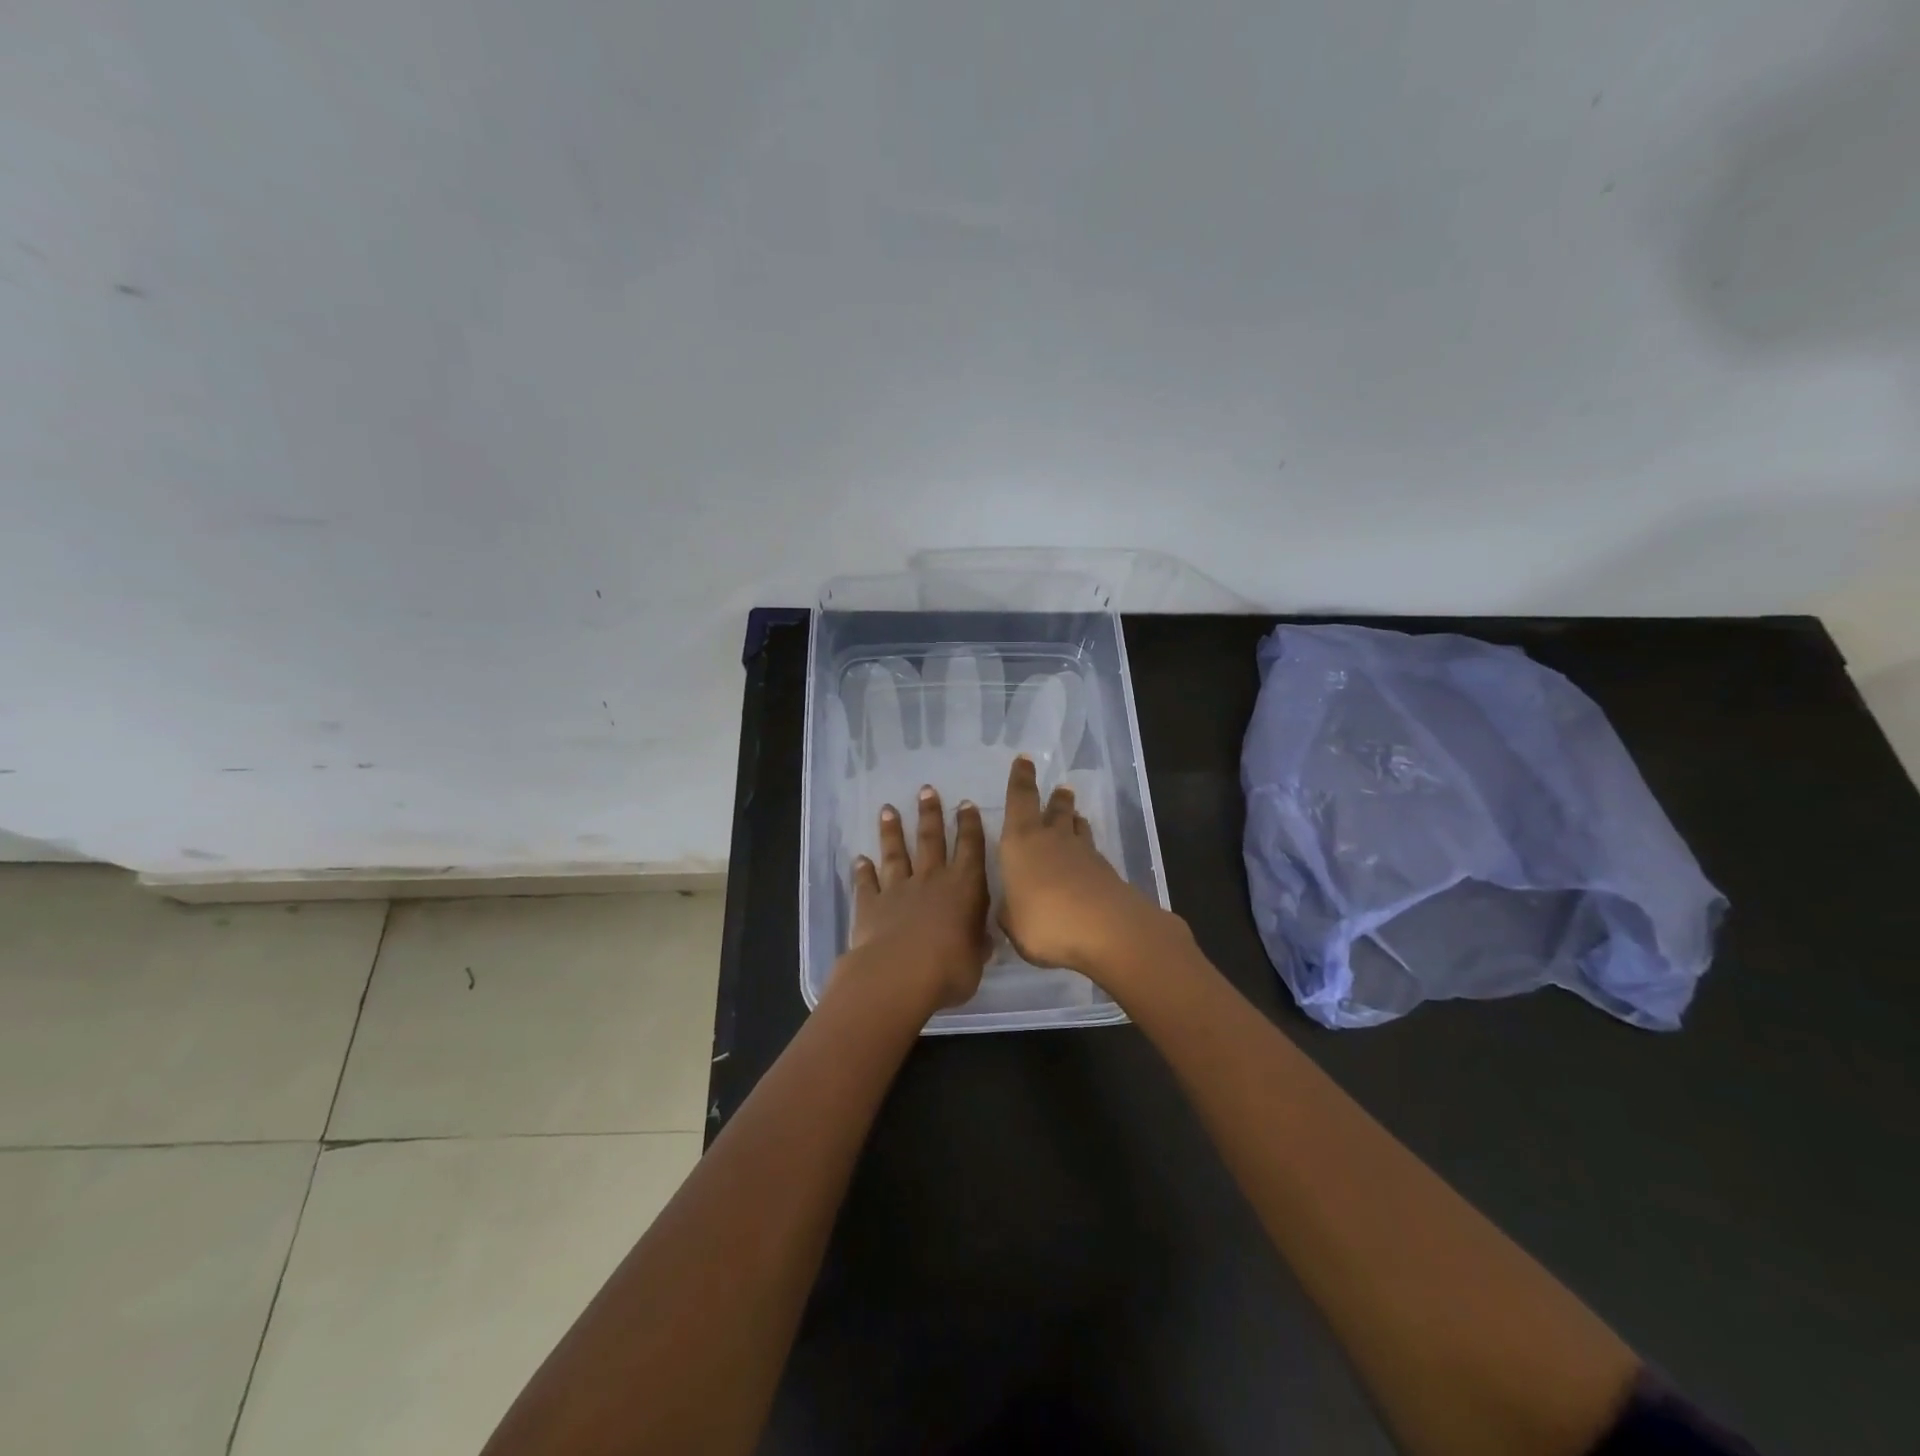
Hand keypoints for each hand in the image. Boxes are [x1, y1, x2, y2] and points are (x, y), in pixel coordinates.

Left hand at [839, 787, 989, 1011]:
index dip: (969, 825)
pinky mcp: (870, 905)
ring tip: (887, 810)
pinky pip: (867, 884)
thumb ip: (976, 944)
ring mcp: (898, 890)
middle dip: (930, 814)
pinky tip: (859, 859)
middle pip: (931, 840)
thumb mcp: (976, 959)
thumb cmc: (950, 969)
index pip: (970, 848)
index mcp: (964, 887)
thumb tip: (981, 941)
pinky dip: (862, 871)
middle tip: (925, 790)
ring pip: (896, 853)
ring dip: (892, 831)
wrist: (899, 975)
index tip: (965, 804)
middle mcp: (931, 880)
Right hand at [997, 755, 1178, 981]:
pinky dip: (1088, 852)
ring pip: (1077, 828)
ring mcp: (1084, 854)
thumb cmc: (1044, 921)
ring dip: (1074, 819)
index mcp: (1021, 841)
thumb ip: (1010, 910)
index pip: (1020, 799)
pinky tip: (1088, 860)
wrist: (1106, 931)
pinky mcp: (1106, 872)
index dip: (1021, 778)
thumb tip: (1012, 907)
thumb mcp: (1012, 922)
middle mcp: (1052, 839)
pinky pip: (1093, 853)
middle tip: (1061, 789)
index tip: (1025, 759)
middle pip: (1055, 809)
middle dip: (1055, 798)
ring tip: (1075, 816)